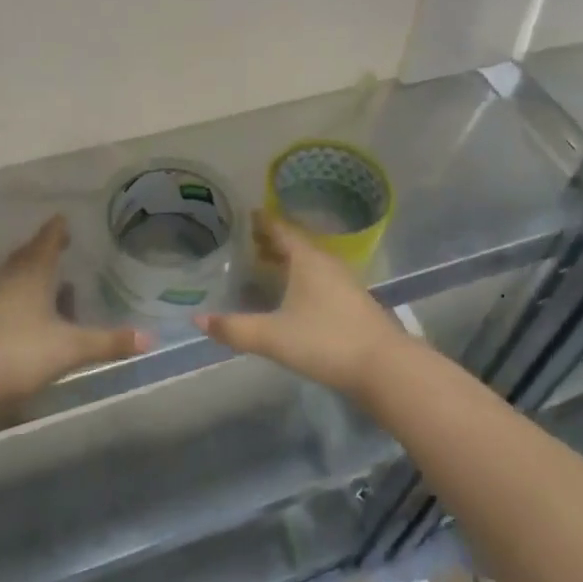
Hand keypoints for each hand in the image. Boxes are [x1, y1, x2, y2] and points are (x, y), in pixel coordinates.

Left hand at [0, 216, 147, 407]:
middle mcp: (10, 283)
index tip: (63, 219)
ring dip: (30, 273)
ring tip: (48, 276)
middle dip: (41, 249)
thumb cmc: (20, 352)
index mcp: (32, 276)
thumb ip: (108, 342)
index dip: (56, 230)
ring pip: (13, 279)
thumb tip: (150, 339)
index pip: (45, 242)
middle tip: (56, 243)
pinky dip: (21, 299)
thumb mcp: (70, 348)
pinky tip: (30, 314)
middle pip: (26, 258)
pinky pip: (6, 301)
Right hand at [195, 212, 412, 395]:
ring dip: (287, 260)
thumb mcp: (273, 337)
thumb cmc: (325, 341)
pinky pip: (319, 277)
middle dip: (270, 240)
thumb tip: (197, 321)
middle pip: (295, 243)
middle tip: (244, 240)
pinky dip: (300, 276)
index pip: (280, 229)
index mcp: (307, 259)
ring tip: (263, 264)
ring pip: (308, 261)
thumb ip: (234, 328)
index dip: (260, 221)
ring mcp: (344, 282)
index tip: (242, 213)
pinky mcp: (353, 302)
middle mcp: (326, 262)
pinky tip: (292, 294)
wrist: (385, 368)